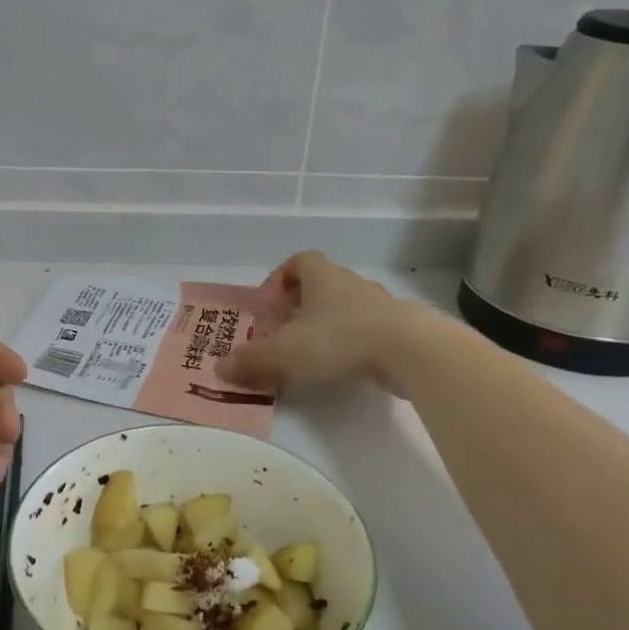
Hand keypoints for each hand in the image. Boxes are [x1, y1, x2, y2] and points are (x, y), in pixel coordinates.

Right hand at [219, 251, 421, 393]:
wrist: (409, 350)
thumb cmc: (339, 339)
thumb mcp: (285, 352)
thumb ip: (251, 360)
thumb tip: (219, 368)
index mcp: (322, 277)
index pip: (300, 261)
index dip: (281, 277)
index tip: (271, 303)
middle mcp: (351, 284)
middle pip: (322, 286)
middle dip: (301, 307)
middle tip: (285, 334)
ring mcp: (379, 306)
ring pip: (346, 309)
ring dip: (328, 326)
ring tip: (312, 355)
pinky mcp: (399, 330)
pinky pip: (367, 331)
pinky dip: (352, 344)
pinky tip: (344, 368)